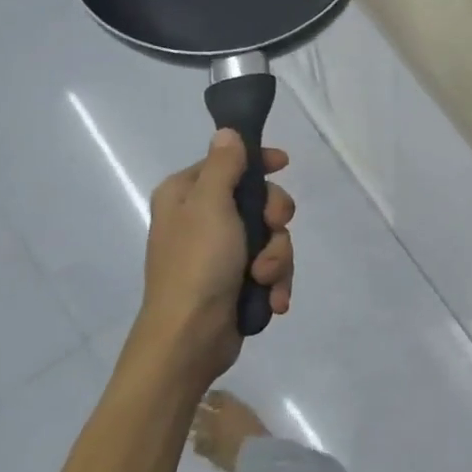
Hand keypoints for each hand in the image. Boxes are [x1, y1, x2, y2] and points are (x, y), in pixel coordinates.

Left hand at [128, 129, 295, 391]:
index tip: (284, 165)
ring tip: (263, 279)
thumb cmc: (197, 264)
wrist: (189, 338)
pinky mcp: (238, 281)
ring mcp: (222, 253)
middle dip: (274, 221)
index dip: (259, 162)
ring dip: (277, 259)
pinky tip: (273, 298)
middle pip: (260, 200)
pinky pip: (271, 268)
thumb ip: (224, 166)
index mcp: (187, 195)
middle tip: (273, 230)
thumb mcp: (210, 206)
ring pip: (272, 237)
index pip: (229, 162)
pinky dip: (276, 282)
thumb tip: (227, 132)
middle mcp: (203, 219)